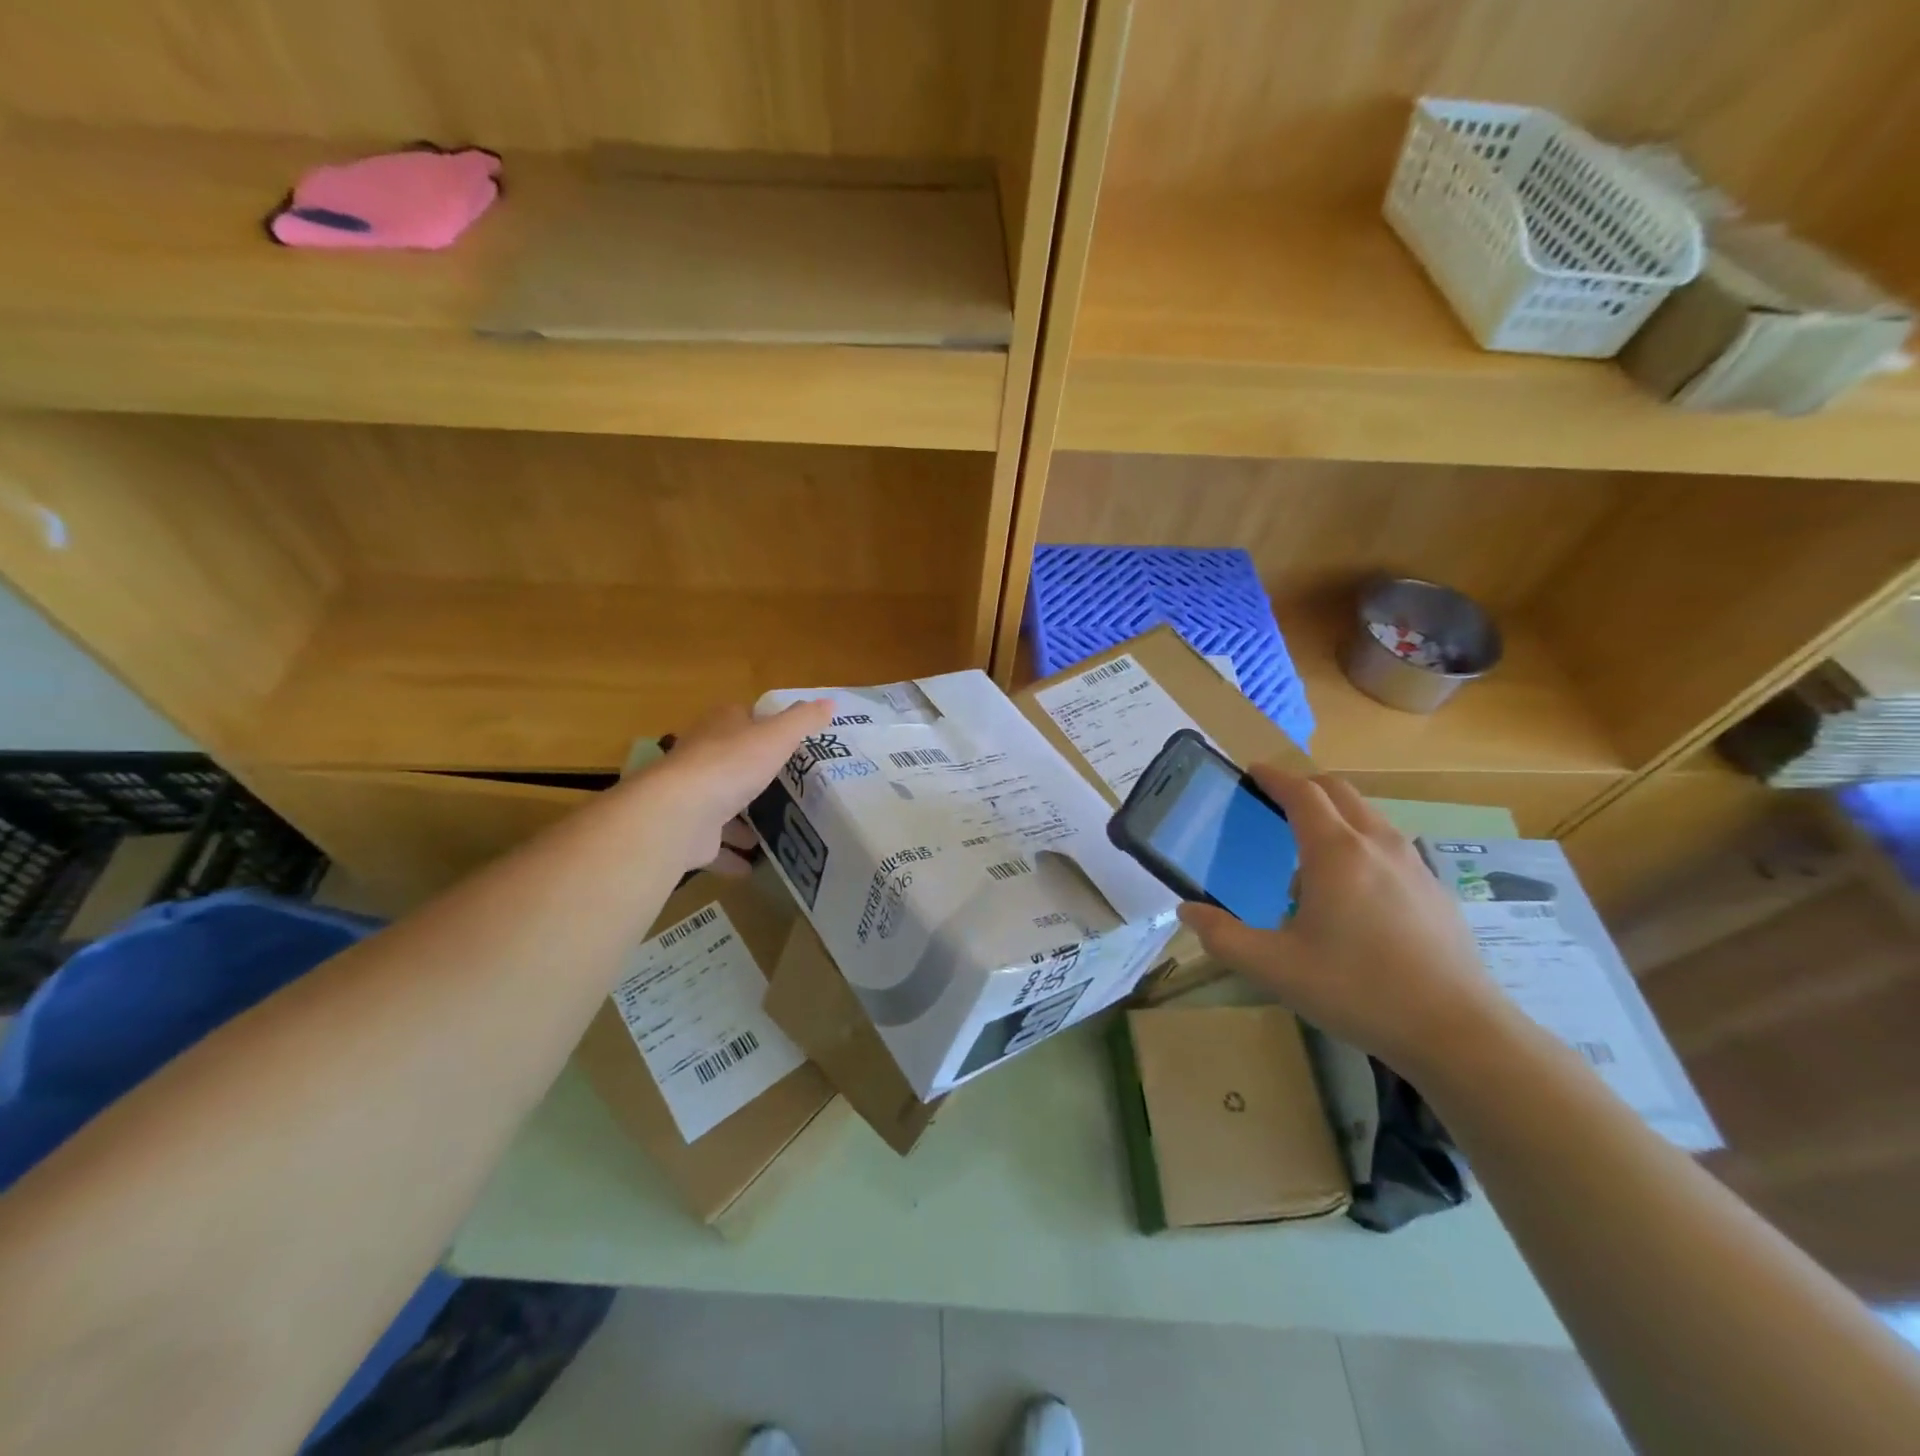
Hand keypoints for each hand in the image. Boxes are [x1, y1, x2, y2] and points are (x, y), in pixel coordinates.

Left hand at [631, 700, 833, 875]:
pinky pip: (715, 845)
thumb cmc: (731, 765)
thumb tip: (830, 702)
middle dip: (753, 773)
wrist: (680, 814)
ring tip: (773, 827)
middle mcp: (701, 757)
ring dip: (741, 817)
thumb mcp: (777, 736)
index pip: (741, 716)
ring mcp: (692, 796)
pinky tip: (751, 865)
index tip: (787, 739)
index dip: (762, 724)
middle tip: (788, 785)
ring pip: (721, 804)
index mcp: (720, 727)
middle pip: (730, 760)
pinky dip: (731, 855)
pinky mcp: (689, 833)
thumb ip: (803, 721)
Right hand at [1178, 769, 1517, 1080]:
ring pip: (1368, 816)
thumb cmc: (1357, 990)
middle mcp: (1377, 844)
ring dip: (1335, 815)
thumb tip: (1187, 910)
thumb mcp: (1274, 968)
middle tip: (1276, 802)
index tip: (1252, 771)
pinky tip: (1353, 892)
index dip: (1274, 777)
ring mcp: (1413, 864)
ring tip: (1309, 853)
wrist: (1457, 1030)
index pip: (1302, 793)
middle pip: (1339, 791)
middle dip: (1305, 787)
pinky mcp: (1435, 889)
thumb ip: (1223, 937)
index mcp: (1335, 852)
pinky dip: (1361, 843)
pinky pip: (1389, 845)